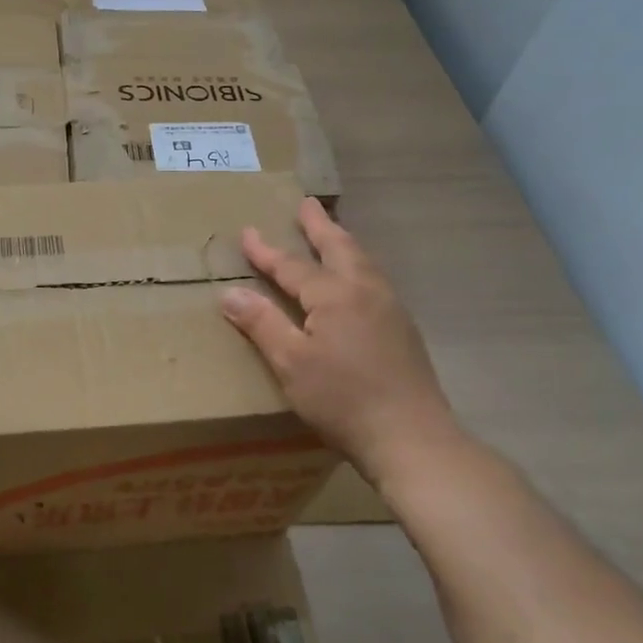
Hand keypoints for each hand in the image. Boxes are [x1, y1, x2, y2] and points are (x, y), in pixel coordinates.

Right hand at [221, 198, 464, 491]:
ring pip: (363, 263)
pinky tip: (356, 282)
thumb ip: (262, 324)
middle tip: (307, 204)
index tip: (246, 232)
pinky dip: (358, 267)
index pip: (293, 266)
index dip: (266, 251)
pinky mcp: (403, 331)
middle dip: (320, 226)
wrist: (412, 438)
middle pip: (340, 249)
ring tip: (332, 234)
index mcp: (335, 296)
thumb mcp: (291, 363)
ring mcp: (391, 310)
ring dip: (343, 243)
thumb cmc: (343, 400)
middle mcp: (366, 292)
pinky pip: (374, 282)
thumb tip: (230, 293)